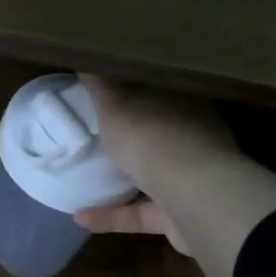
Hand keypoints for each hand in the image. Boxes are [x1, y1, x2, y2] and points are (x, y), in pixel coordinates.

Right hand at [74, 75, 239, 256]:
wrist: (194, 198)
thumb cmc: (153, 137)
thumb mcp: (115, 103)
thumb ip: (101, 84)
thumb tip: (88, 59)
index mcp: (186, 105)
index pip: (160, 92)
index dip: (134, 91)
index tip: (107, 92)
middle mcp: (195, 140)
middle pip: (158, 133)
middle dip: (131, 136)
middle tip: (95, 134)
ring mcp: (194, 181)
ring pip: (154, 176)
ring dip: (121, 180)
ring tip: (85, 178)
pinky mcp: (182, 216)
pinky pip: (141, 213)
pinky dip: (112, 216)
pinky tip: (80, 217)